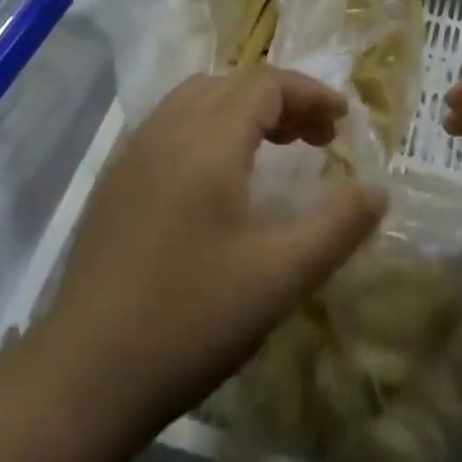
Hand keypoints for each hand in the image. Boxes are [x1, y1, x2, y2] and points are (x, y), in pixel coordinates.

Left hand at [40, 70, 385, 427]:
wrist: (83, 378)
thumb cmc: (191, 320)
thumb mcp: (281, 276)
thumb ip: (338, 225)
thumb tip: (377, 188)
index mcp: (208, 140)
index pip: (267, 83)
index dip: (311, 94)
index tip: (343, 122)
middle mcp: (167, 129)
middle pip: (233, 83)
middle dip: (283, 100)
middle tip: (316, 140)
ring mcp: (134, 152)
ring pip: (198, 99)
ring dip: (242, 109)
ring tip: (273, 149)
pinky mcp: (115, 180)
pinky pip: (170, 124)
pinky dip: (208, 126)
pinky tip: (218, 178)